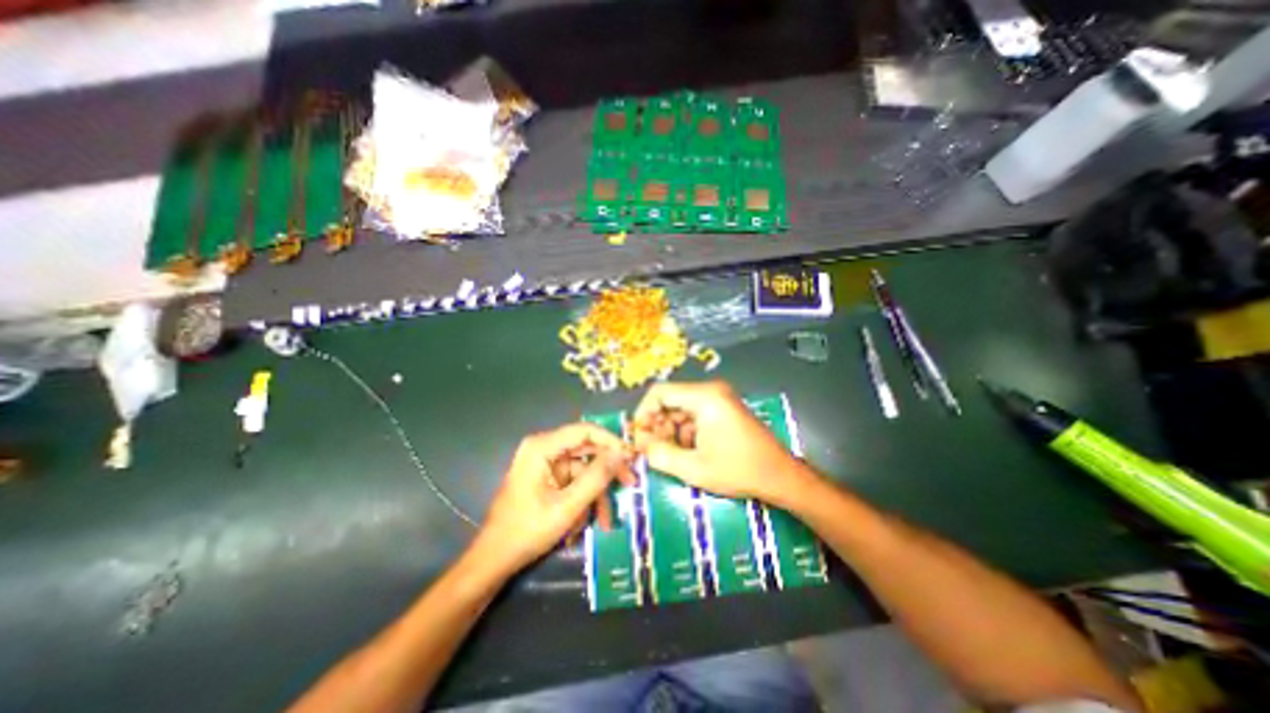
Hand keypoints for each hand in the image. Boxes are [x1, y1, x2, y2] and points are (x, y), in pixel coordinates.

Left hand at [476, 423, 635, 571]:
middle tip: (630, 484)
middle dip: (607, 471)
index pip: (585, 431)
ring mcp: (545, 463)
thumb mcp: (567, 507)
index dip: (611, 441)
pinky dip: (583, 500)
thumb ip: (596, 478)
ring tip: (605, 522)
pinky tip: (583, 525)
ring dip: (595, 494)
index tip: (631, 457)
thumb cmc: (526, 531)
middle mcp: (544, 448)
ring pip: (583, 470)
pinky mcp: (547, 478)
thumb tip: (621, 454)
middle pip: (586, 450)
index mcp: (542, 447)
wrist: (494, 559)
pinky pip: (574, 482)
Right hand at [629, 381, 807, 503]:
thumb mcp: (694, 469)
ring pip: (680, 409)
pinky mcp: (723, 408)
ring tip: (671, 455)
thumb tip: (640, 445)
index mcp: (704, 397)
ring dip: (670, 430)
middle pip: (670, 400)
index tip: (639, 437)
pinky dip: (685, 431)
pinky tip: (689, 452)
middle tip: (652, 451)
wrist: (780, 475)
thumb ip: (660, 455)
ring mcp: (718, 398)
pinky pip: (693, 414)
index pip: (659, 392)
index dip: (643, 413)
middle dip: (657, 425)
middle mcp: (710, 390)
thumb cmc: (738, 470)